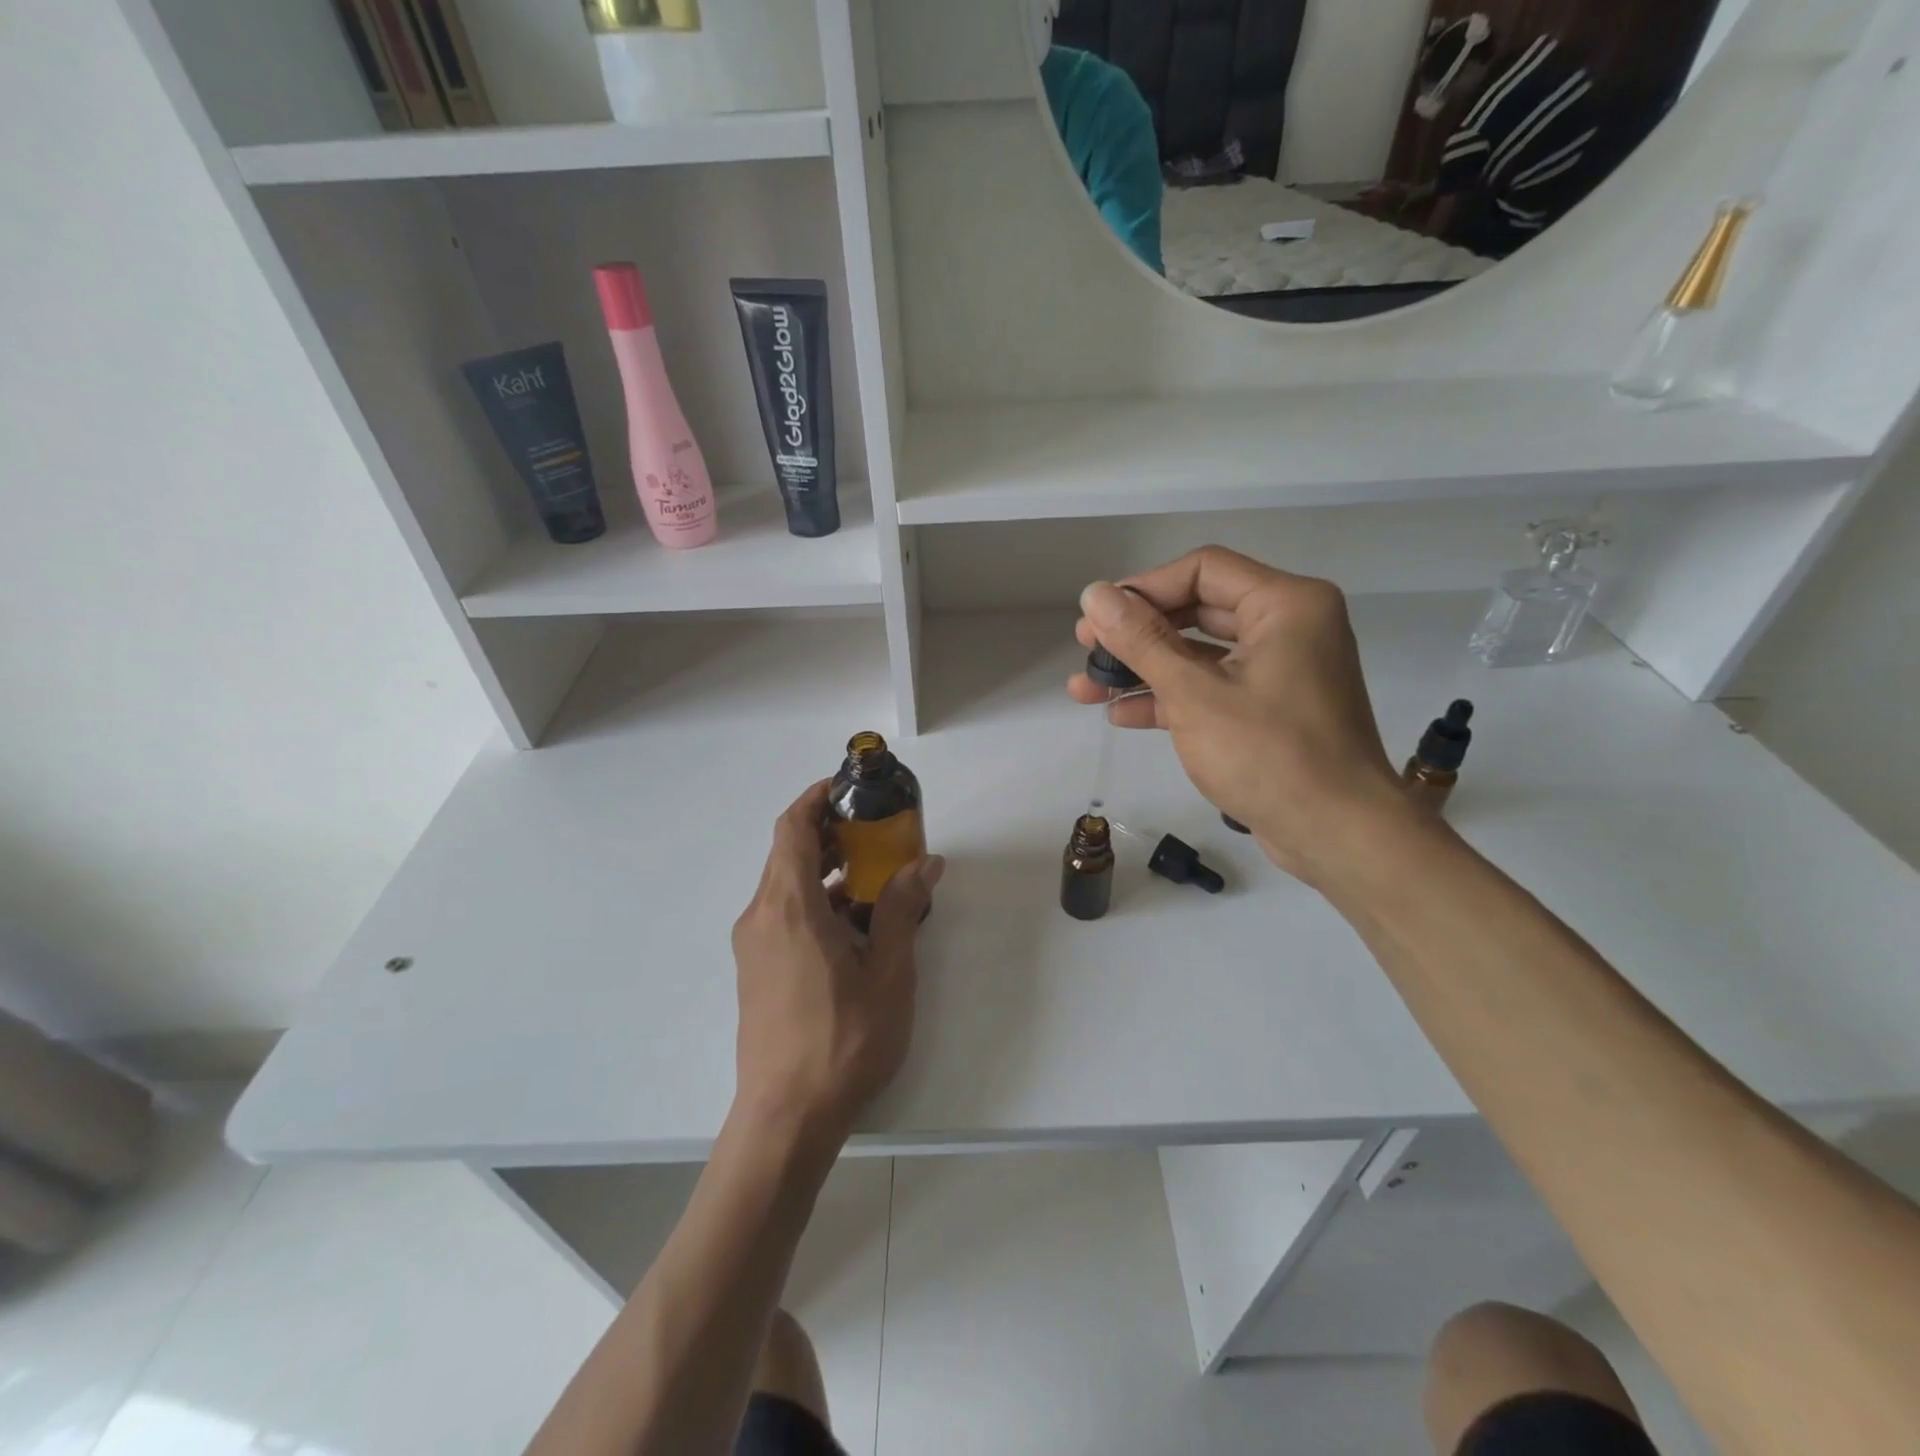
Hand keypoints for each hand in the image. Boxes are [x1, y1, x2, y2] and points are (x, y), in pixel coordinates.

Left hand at [731, 782, 944, 1151]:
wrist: (786, 1117)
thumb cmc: (843, 1041)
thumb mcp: (887, 972)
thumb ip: (901, 909)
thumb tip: (925, 862)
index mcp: (789, 907)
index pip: (792, 828)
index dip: (816, 798)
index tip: (849, 788)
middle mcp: (761, 916)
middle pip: (787, 851)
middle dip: (827, 831)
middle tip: (874, 829)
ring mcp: (753, 944)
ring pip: (784, 883)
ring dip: (822, 867)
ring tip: (870, 872)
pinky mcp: (755, 969)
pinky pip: (782, 913)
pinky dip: (812, 898)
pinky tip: (850, 922)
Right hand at [1066, 546, 1413, 883]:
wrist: (1338, 836)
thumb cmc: (1269, 754)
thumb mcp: (1193, 694)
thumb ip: (1141, 640)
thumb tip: (1094, 593)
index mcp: (1286, 604)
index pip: (1202, 570)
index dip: (1143, 588)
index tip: (1097, 615)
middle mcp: (1289, 626)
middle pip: (1198, 610)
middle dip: (1136, 633)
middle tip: (1086, 647)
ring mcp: (1281, 670)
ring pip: (1200, 654)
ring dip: (1144, 669)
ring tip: (1086, 686)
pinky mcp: (1271, 710)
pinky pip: (1213, 688)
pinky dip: (1171, 697)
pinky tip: (1121, 714)